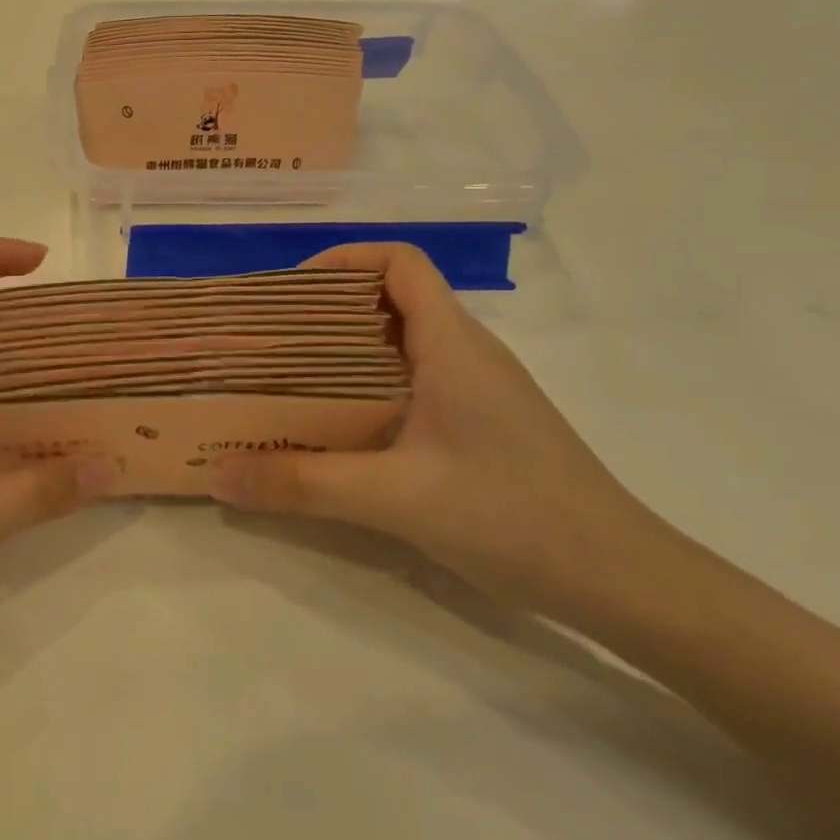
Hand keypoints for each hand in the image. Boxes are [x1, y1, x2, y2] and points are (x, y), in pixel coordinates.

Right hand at [207, 243, 673, 627]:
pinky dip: (369, 388)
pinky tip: (342, 430)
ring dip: (346, 352)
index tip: (288, 292)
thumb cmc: (513, 516)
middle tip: (270, 343)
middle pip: (392, 300)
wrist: (622, 580)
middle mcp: (467, 353)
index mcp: (452, 343)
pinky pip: (414, 383)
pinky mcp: (482, 425)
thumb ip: (302, 484)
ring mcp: (479, 390)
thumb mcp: (395, 498)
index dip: (344, 260)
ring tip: (290, 383)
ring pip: (402, 345)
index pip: (400, 263)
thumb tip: (217, 474)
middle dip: (327, 310)